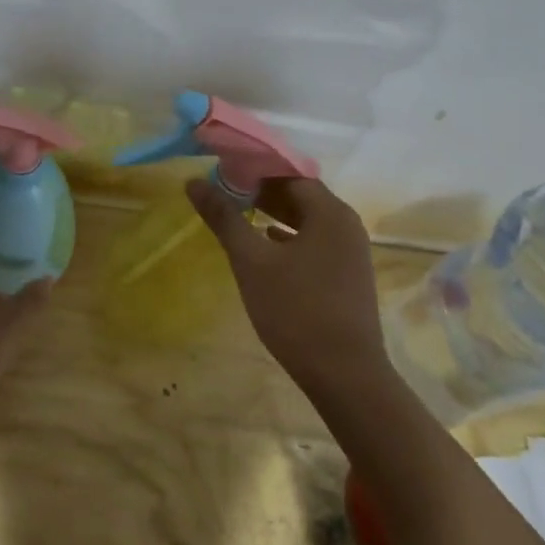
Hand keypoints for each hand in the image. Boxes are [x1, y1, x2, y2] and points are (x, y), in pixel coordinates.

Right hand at [186, 176, 391, 399]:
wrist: (345, 375)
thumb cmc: (296, 310)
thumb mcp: (252, 262)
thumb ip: (224, 218)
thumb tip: (193, 182)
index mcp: (329, 211)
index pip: (288, 174)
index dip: (254, 170)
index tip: (221, 171)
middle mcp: (346, 224)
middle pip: (300, 195)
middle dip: (263, 192)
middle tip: (224, 192)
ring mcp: (351, 251)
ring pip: (308, 221)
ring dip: (275, 215)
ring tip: (239, 215)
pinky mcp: (348, 276)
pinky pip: (315, 243)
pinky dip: (290, 239)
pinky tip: (266, 246)